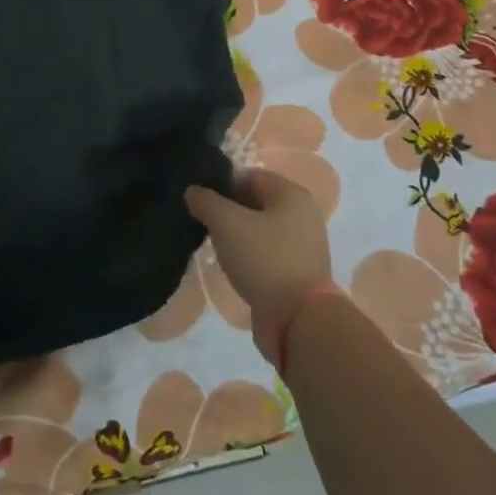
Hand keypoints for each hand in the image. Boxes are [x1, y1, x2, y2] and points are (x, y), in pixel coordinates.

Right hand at [186, 168, 332, 363]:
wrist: (298, 319)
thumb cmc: (264, 259)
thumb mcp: (226, 223)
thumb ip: (206, 201)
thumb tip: (193, 191)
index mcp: (291, 194)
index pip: (249, 175)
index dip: (221, 183)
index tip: (198, 199)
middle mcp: (302, 214)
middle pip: (255, 201)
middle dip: (227, 209)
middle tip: (201, 221)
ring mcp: (302, 244)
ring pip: (259, 228)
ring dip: (236, 233)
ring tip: (213, 244)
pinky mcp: (297, 270)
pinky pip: (266, 251)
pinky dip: (248, 254)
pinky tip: (231, 264)